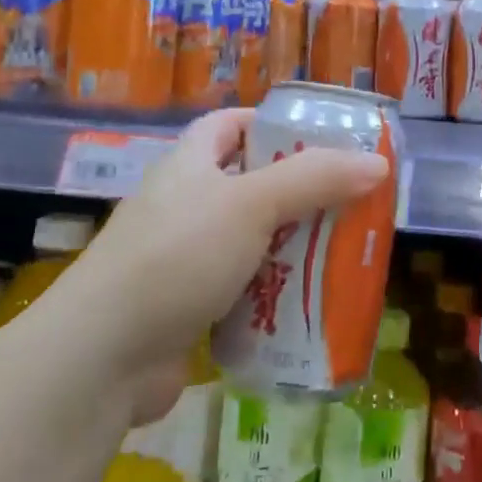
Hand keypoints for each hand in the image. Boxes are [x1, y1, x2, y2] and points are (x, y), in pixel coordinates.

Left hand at [53, 109, 388, 383]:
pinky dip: (272, 296)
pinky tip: (308, 306)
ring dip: (289, 249)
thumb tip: (378, 164)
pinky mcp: (186, 310)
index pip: (227, 126)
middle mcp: (182, 207)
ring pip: (248, 243)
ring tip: (340, 254)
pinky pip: (241, 292)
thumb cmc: (176, 257)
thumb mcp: (250, 205)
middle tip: (347, 203)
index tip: (315, 137)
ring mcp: (181, 261)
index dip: (267, 123)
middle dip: (296, 193)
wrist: (102, 357)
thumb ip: (314, 180)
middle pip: (247, 186)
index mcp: (188, 166)